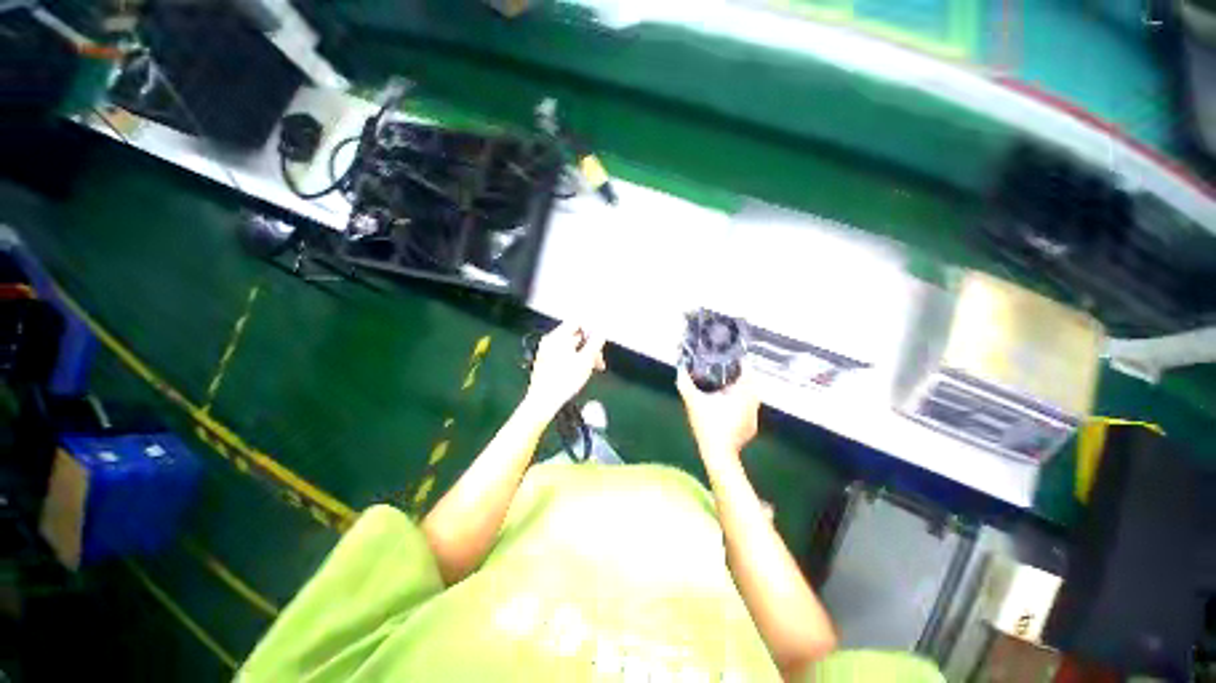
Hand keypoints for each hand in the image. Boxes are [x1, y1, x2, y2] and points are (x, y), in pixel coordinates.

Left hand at [524, 321, 605, 415]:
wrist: (543, 402)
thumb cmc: (564, 381)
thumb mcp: (586, 360)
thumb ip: (595, 343)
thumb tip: (601, 332)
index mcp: (558, 337)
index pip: (577, 322)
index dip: (591, 329)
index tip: (600, 341)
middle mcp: (550, 341)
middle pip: (575, 335)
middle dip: (590, 346)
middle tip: (599, 360)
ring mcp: (546, 352)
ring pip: (570, 346)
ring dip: (584, 354)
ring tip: (592, 368)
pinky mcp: (546, 363)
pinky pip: (563, 354)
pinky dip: (574, 359)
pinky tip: (580, 372)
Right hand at [676, 367, 759, 457]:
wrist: (718, 454)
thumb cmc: (708, 425)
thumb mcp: (693, 402)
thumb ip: (685, 385)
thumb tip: (680, 371)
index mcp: (743, 394)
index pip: (749, 372)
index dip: (741, 364)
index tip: (731, 361)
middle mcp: (753, 404)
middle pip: (751, 384)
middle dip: (739, 378)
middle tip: (724, 374)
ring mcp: (754, 418)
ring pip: (751, 398)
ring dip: (741, 392)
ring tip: (725, 389)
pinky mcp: (751, 429)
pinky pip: (748, 411)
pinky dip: (741, 406)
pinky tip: (727, 409)